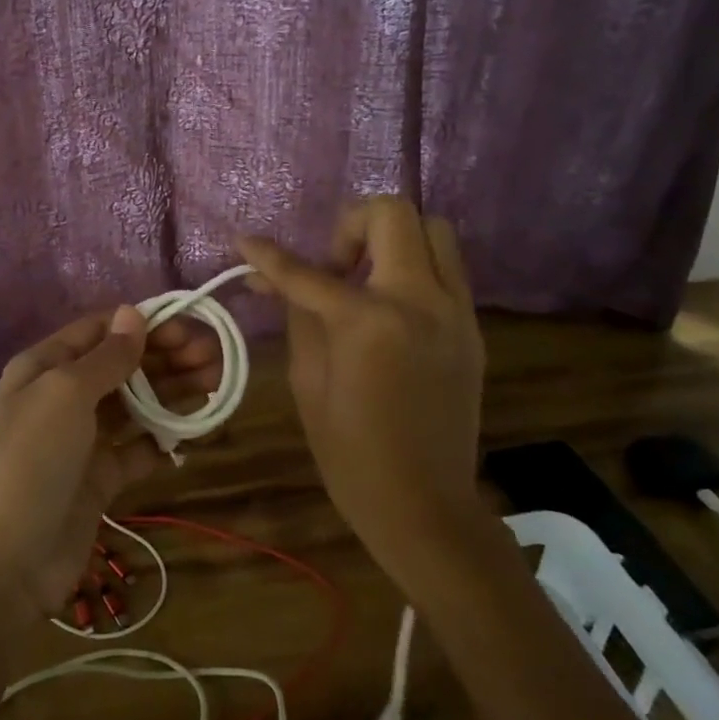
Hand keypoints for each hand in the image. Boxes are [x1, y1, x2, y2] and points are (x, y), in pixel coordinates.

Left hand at [0, 306, 221, 617]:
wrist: (2, 564)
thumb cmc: (30, 460)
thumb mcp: (65, 394)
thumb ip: (106, 356)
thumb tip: (133, 312)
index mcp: (45, 366)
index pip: (101, 330)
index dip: (144, 324)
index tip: (191, 327)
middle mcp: (63, 396)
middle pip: (123, 365)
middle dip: (167, 356)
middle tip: (215, 358)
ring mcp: (82, 439)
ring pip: (136, 404)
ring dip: (173, 392)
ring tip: (217, 384)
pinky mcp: (99, 479)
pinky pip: (138, 449)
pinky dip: (164, 439)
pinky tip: (195, 433)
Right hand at [238, 196, 485, 587]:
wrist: (425, 505)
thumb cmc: (351, 453)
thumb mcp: (308, 381)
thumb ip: (297, 315)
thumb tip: (270, 277)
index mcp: (370, 322)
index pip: (309, 272)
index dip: (269, 256)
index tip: (246, 242)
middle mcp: (421, 301)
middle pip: (393, 214)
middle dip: (350, 226)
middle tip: (332, 266)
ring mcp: (456, 311)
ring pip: (433, 229)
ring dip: (392, 238)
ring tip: (365, 277)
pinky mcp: (472, 327)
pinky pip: (447, 268)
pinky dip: (414, 266)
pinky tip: (389, 305)